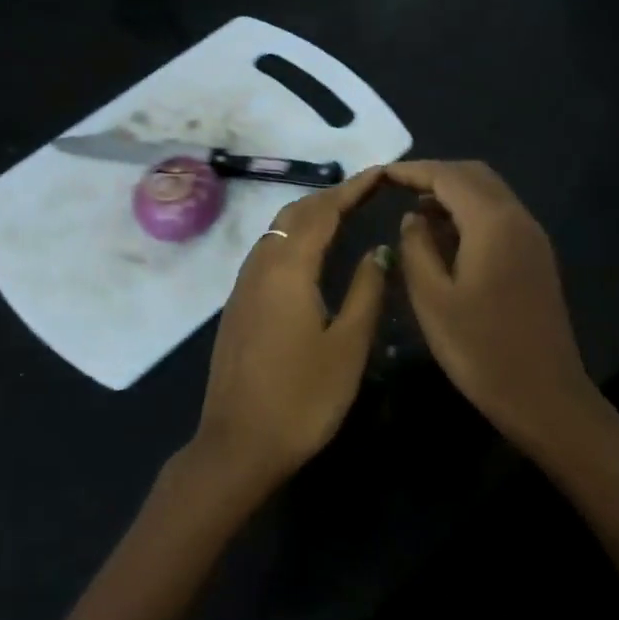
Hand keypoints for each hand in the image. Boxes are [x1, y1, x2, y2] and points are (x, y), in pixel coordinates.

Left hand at [193, 166, 388, 492]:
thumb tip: (379, 249)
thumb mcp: (348, 345)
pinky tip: (312, 256)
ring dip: (309, 215)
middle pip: (295, 214)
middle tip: (367, 193)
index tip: (381, 174)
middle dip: (330, 197)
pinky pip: (269, 252)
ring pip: (277, 232)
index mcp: (289, 269)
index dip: (352, 189)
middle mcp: (261, 266)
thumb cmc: (302, 397)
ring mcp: (243, 286)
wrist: (238, 445)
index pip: (323, 211)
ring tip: (344, 215)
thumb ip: (367, 290)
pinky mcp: (238, 305)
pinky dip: (294, 238)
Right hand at [386, 160, 605, 454]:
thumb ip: (416, 248)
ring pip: (490, 193)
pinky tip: (446, 237)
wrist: (545, 395)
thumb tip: (412, 218)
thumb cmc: (481, 349)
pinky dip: (470, 212)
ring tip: (415, 212)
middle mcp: (518, 218)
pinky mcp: (536, 257)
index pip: (447, 176)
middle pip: (473, 175)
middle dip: (434, 175)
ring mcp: (532, 237)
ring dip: (453, 193)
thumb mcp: (432, 299)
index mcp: (492, 222)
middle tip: (396, 189)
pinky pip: (499, 216)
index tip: (380, 175)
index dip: (411, 170)